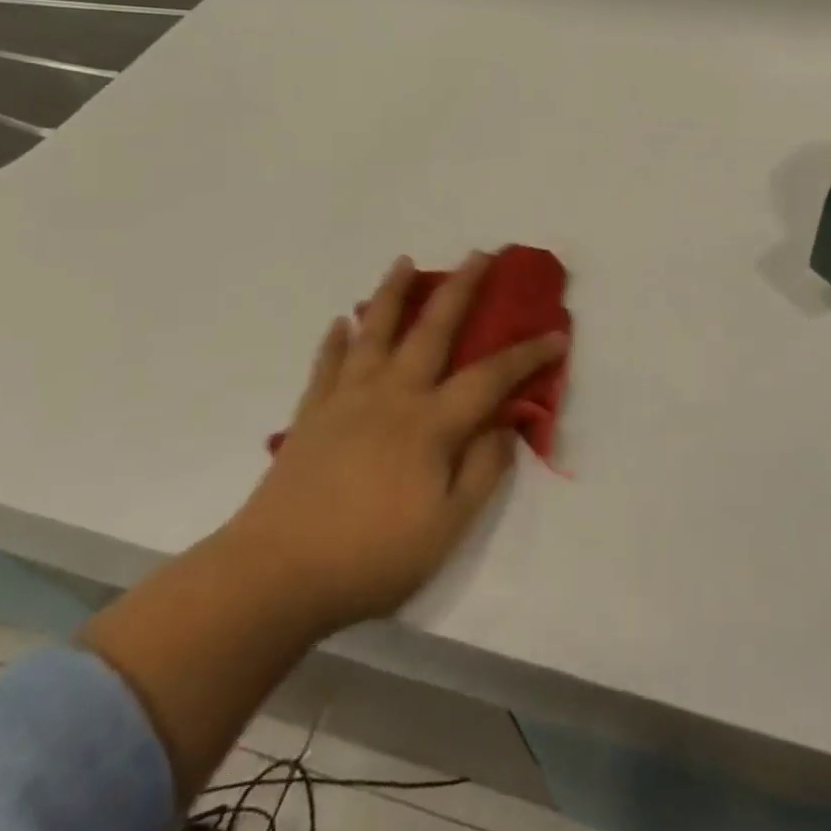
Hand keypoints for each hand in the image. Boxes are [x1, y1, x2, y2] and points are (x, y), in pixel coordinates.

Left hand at [228, 253, 566, 632]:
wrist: (274, 576)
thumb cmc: (370, 557)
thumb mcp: (446, 528)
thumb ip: (481, 472)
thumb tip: (505, 427)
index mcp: (430, 424)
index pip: (490, 377)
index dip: (527, 355)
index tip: (556, 335)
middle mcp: (391, 396)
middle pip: (432, 330)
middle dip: (461, 289)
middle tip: (480, 254)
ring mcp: (346, 400)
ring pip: (374, 332)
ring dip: (392, 293)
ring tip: (403, 262)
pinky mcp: (311, 415)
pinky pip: (326, 364)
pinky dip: (335, 340)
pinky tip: (339, 323)